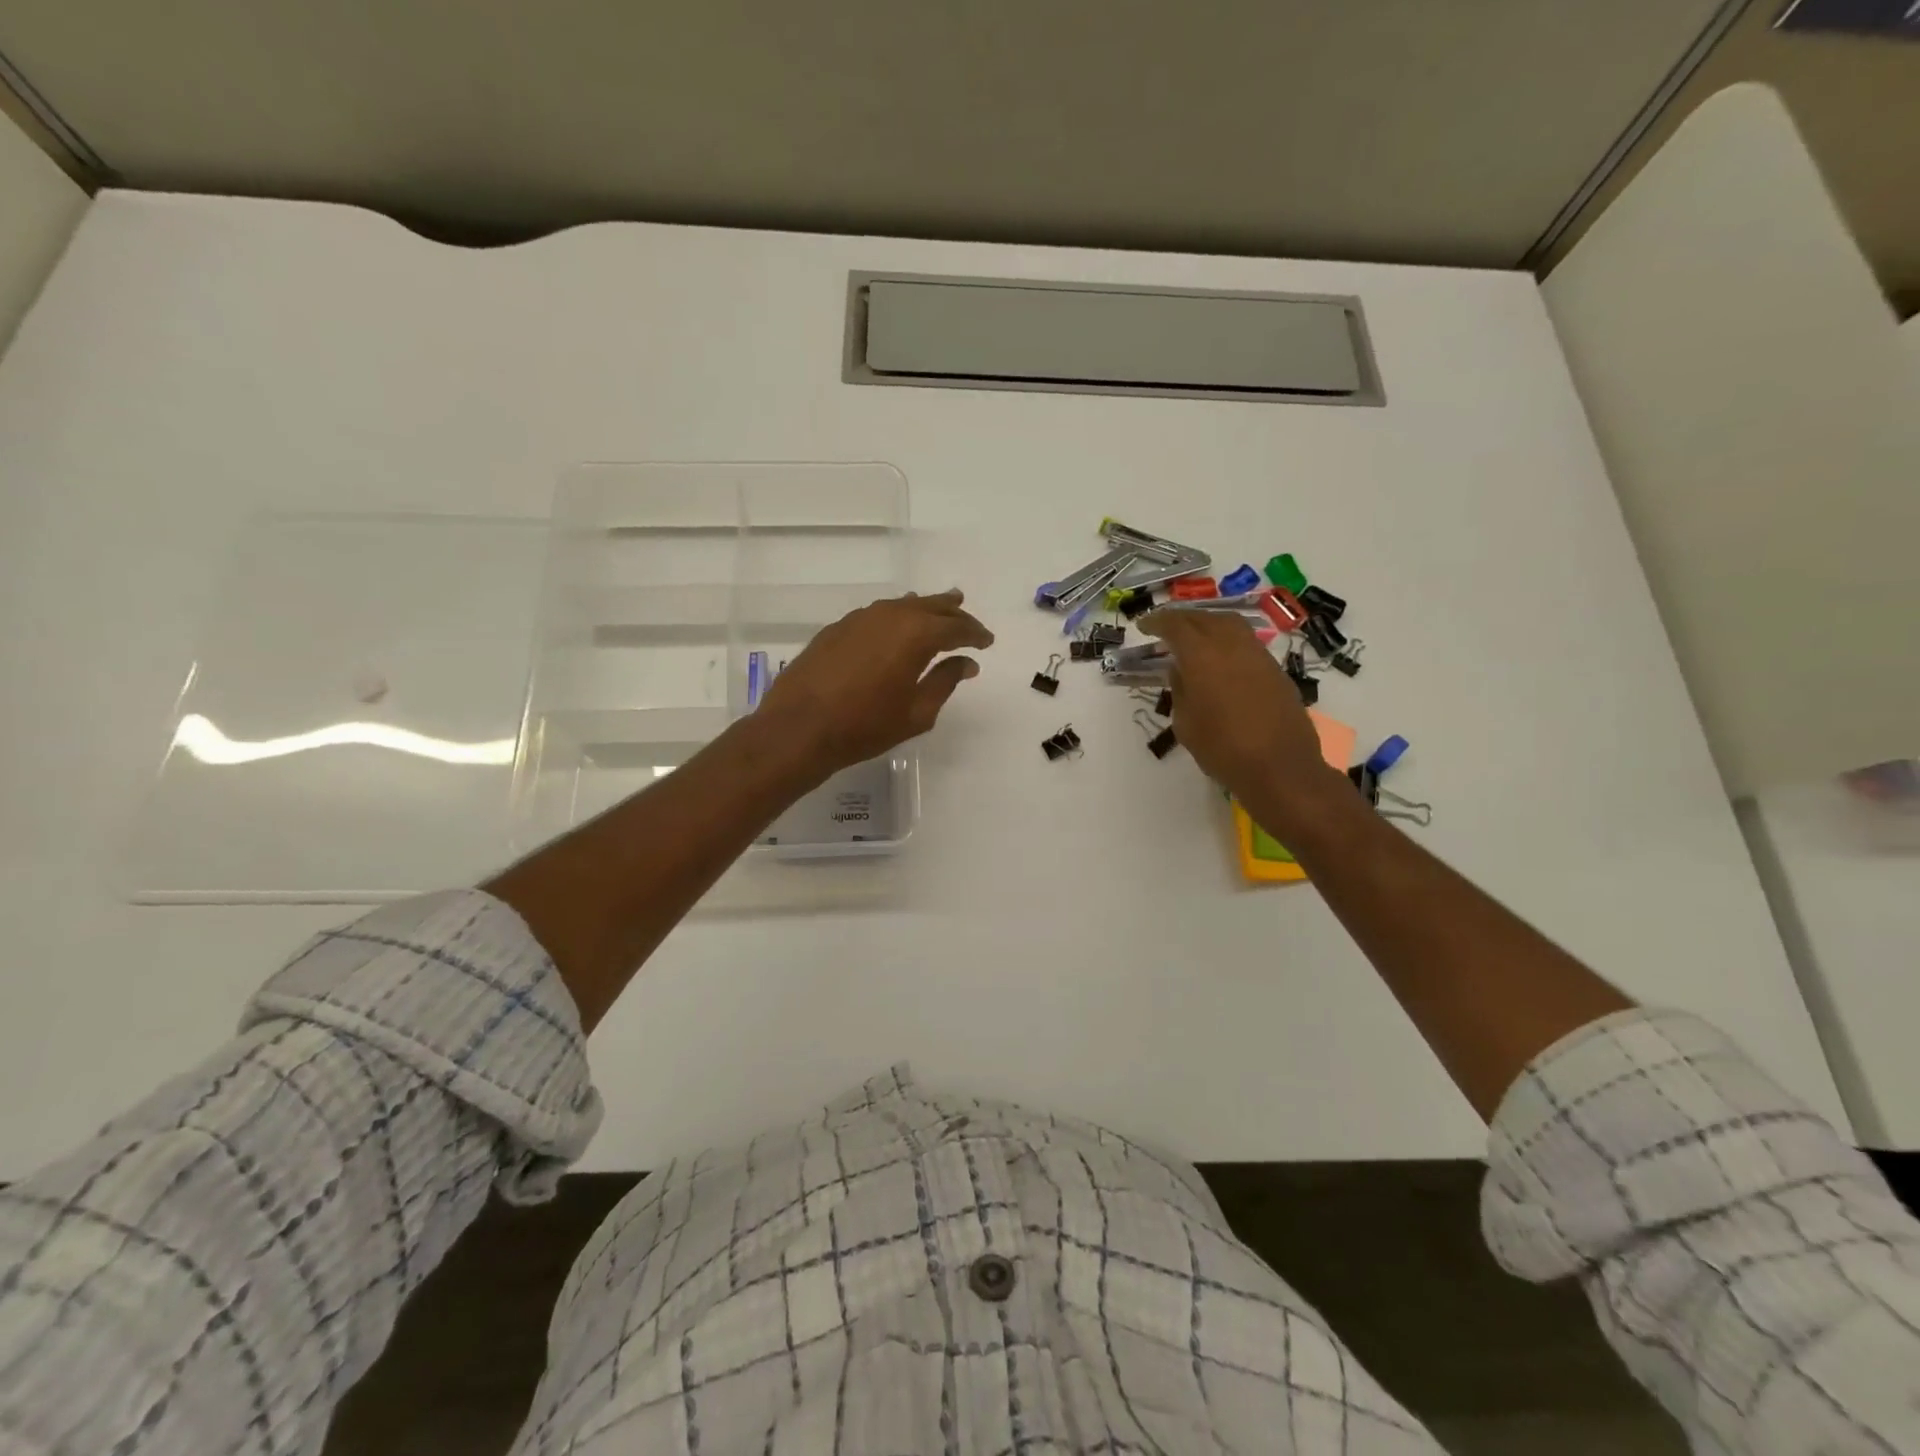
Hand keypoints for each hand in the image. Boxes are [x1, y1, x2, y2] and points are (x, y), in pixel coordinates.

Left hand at [756, 590, 994, 777]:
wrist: (799, 727)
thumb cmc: (865, 726)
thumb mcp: (917, 712)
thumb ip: (945, 681)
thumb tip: (966, 662)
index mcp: (917, 634)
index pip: (957, 628)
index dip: (976, 635)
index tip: (987, 643)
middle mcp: (891, 615)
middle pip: (932, 607)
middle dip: (954, 615)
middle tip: (969, 621)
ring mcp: (861, 617)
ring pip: (903, 605)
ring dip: (926, 608)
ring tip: (942, 608)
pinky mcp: (839, 627)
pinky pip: (879, 613)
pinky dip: (897, 616)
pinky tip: (897, 624)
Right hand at [1140, 608, 1349, 833]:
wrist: (1280, 768)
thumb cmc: (1222, 750)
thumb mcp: (1186, 723)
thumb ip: (1180, 690)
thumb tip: (1180, 670)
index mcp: (1202, 656)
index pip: (1176, 625)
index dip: (1157, 621)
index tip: (1144, 625)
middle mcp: (1232, 646)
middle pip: (1204, 618)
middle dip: (1182, 618)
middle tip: (1166, 627)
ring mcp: (1258, 655)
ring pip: (1230, 624)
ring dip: (1208, 624)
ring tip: (1193, 636)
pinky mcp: (1275, 669)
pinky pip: (1246, 642)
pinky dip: (1227, 640)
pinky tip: (1219, 657)